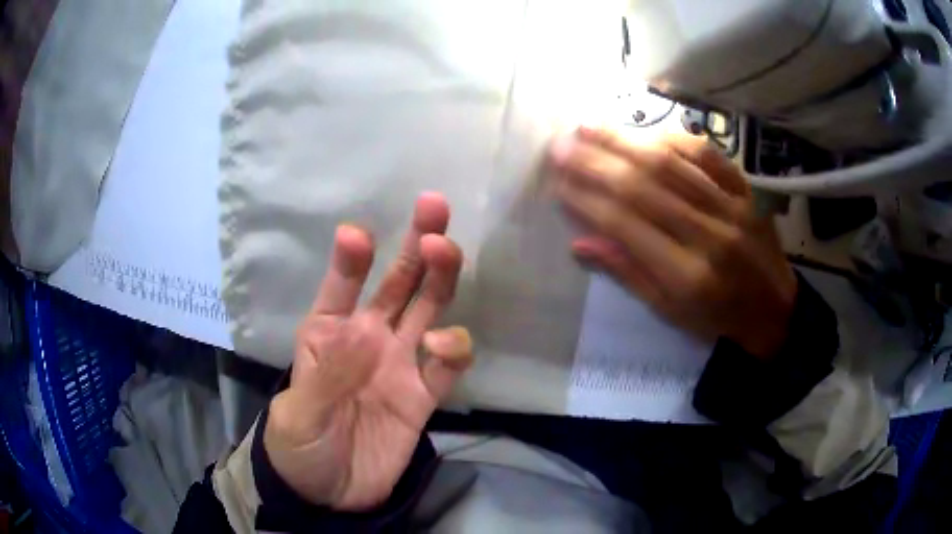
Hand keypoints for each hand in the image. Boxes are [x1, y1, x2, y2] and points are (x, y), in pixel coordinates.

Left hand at [264, 193, 472, 510]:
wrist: (331, 495)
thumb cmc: (300, 447)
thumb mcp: (300, 413)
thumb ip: (329, 372)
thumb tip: (363, 327)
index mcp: (327, 335)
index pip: (340, 287)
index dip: (349, 260)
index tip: (357, 236)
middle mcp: (368, 340)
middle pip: (397, 284)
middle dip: (415, 246)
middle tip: (433, 210)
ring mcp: (400, 365)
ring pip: (428, 310)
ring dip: (440, 279)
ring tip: (444, 252)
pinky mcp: (425, 396)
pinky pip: (447, 365)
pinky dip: (454, 348)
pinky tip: (446, 343)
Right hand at [550, 127, 797, 357]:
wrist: (776, 312)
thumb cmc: (718, 320)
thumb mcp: (670, 312)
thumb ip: (628, 273)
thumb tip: (580, 243)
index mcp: (687, 276)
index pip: (626, 226)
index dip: (586, 200)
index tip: (555, 182)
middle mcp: (710, 235)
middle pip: (644, 186)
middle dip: (596, 162)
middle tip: (560, 144)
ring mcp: (732, 207)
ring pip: (671, 163)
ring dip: (626, 141)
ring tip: (589, 126)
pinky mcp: (747, 191)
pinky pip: (708, 155)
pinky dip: (674, 139)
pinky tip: (645, 131)